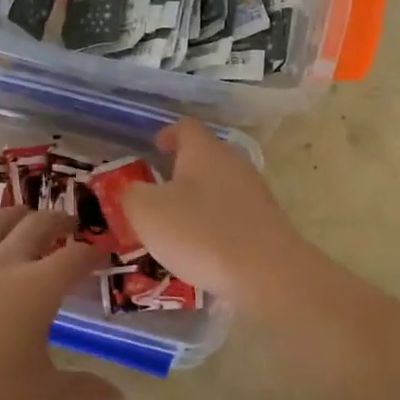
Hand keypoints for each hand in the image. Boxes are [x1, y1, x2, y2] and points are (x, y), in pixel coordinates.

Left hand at [0, 207, 122, 399]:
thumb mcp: (42, 395)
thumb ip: (83, 390)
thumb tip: (120, 398)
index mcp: (39, 286)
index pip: (76, 256)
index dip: (94, 253)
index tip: (103, 256)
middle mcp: (6, 262)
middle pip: (39, 224)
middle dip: (60, 220)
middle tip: (70, 226)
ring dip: (17, 214)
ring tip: (25, 218)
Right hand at [121, 119, 316, 312]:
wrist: (266, 272)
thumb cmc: (200, 232)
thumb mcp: (147, 213)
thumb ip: (132, 195)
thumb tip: (134, 191)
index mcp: (204, 151)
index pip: (186, 128)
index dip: (168, 134)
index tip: (155, 148)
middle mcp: (234, 163)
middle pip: (206, 157)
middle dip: (182, 171)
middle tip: (159, 192)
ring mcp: (256, 193)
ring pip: (221, 187)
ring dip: (200, 200)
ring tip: (178, 225)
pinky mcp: (268, 223)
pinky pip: (235, 215)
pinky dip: (217, 224)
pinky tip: (205, 248)